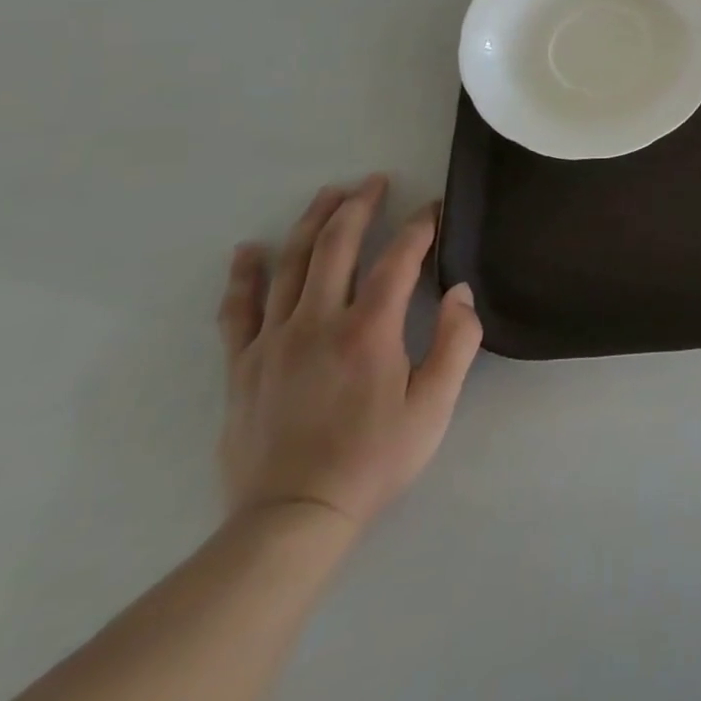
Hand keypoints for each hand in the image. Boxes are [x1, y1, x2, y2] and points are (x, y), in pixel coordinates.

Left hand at [217, 175, 482, 533]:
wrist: (293, 518)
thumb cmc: (375, 458)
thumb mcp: (435, 405)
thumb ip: (457, 342)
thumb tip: (461, 291)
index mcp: (369, 331)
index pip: (397, 260)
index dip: (419, 228)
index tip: (434, 209)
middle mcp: (318, 322)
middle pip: (337, 246)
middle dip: (359, 206)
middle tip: (375, 182)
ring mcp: (274, 341)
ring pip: (291, 265)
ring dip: (312, 223)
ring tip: (328, 194)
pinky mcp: (243, 365)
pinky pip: (239, 309)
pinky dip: (245, 275)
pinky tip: (249, 250)